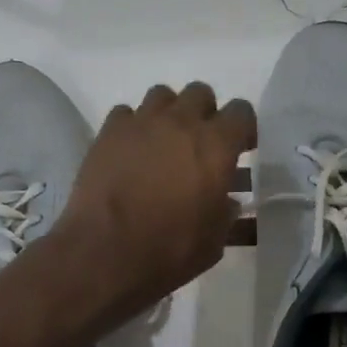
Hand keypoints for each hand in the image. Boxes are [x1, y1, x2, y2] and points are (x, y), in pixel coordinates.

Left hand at [48, 82, 256, 320]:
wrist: (105, 253)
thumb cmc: (169, 250)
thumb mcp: (214, 240)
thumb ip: (225, 212)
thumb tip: (227, 201)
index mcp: (216, 145)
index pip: (241, 111)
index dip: (242, 128)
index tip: (240, 149)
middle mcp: (180, 122)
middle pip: (200, 93)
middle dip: (204, 113)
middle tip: (199, 144)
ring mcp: (140, 123)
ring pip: (161, 96)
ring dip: (167, 114)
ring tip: (162, 143)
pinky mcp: (107, 132)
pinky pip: (125, 114)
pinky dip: (131, 127)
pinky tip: (129, 151)